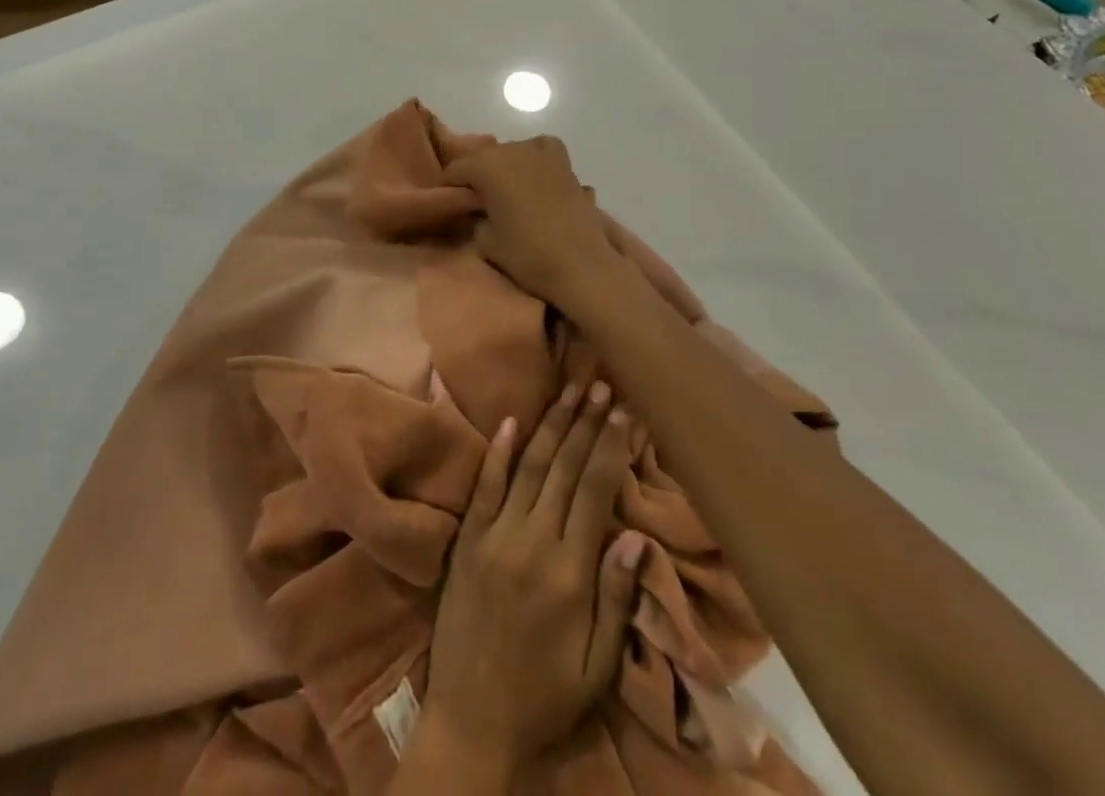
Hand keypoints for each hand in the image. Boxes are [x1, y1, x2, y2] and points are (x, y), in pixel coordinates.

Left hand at [421, 380, 647, 777]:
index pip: (594, 491)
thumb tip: (635, 536)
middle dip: (585, 423)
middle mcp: (531, 542)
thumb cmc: (544, 697)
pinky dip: (500, 451)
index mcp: (568, 573)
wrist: (471, 722)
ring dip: (550, 424)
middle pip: (563, 468)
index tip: (623, 410)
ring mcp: (495, 536)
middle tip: (600, 384)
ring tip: (569, 390)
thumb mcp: (596, 667)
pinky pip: (486, 485)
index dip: (609, 447)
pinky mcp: (469, 539)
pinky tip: (513, 421)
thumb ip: (615, 599)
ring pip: (528, 466)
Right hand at [444, 136, 623, 305]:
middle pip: (484, 157)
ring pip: (513, 151)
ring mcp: (542, 154)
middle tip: (476, 201)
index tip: (448, 204)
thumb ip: (476, 218)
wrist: (580, 263)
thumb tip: (480, 211)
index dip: (448, 187)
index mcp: (486, 166)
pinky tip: (536, 176)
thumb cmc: (527, 254)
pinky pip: (543, 150)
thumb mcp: (485, 241)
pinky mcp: (566, 164)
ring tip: (507, 190)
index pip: (455, 170)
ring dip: (506, 166)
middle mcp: (512, 150)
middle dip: (477, 176)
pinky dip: (536, 158)